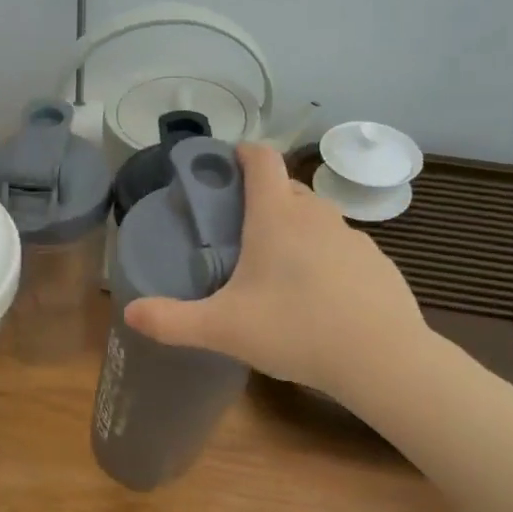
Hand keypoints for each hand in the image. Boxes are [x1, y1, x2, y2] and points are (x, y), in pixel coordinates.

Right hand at [122, 143, 429, 397]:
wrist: (382, 359)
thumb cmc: (295, 330)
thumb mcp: (223, 329)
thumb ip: (172, 321)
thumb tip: (130, 313)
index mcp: (276, 216)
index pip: (262, 160)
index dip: (243, 152)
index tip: (227, 161)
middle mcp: (316, 215)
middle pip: (287, 188)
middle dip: (264, 197)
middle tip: (240, 230)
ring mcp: (352, 237)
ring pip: (317, 218)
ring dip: (295, 228)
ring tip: (278, 267)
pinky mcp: (377, 262)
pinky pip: (342, 247)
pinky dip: (325, 257)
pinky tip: (319, 295)